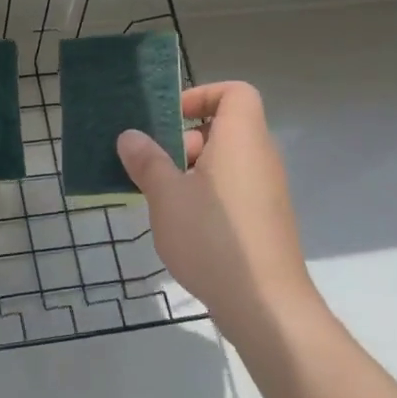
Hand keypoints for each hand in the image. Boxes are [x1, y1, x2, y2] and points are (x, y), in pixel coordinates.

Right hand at [117, 81, 320, 325]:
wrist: (265, 305)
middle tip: (153, 164)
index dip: (202, 95)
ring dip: (190, 170)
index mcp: (241, 139)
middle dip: (184, 139)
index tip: (170, 119)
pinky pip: (233, 189)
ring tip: (159, 197)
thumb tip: (130, 136)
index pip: (235, 92)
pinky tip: (181, 224)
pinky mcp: (264, 220)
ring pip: (225, 162)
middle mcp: (260, 158)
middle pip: (225, 128)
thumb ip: (147, 161)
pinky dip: (206, 194)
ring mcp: (266, 191)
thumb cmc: (213, 238)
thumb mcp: (166, 196)